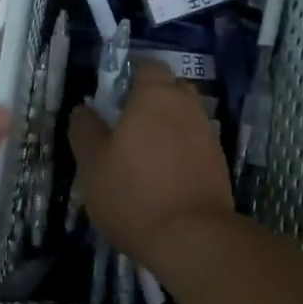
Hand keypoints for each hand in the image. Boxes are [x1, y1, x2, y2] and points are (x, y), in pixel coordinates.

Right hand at [68, 61, 234, 268]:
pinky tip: (164, 177)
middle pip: (171, 88)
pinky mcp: (219, 164)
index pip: (147, 66)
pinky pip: (195, 144)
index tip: (112, 98)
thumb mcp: (92, 163)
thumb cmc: (132, 192)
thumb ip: (85, 130)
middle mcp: (187, 106)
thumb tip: (84, 110)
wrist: (192, 237)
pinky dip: (181, 152)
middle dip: (152, 99)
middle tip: (126, 126)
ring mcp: (208, 135)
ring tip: (144, 156)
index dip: (130, 76)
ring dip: (167, 127)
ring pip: (185, 117)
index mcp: (155, 95)